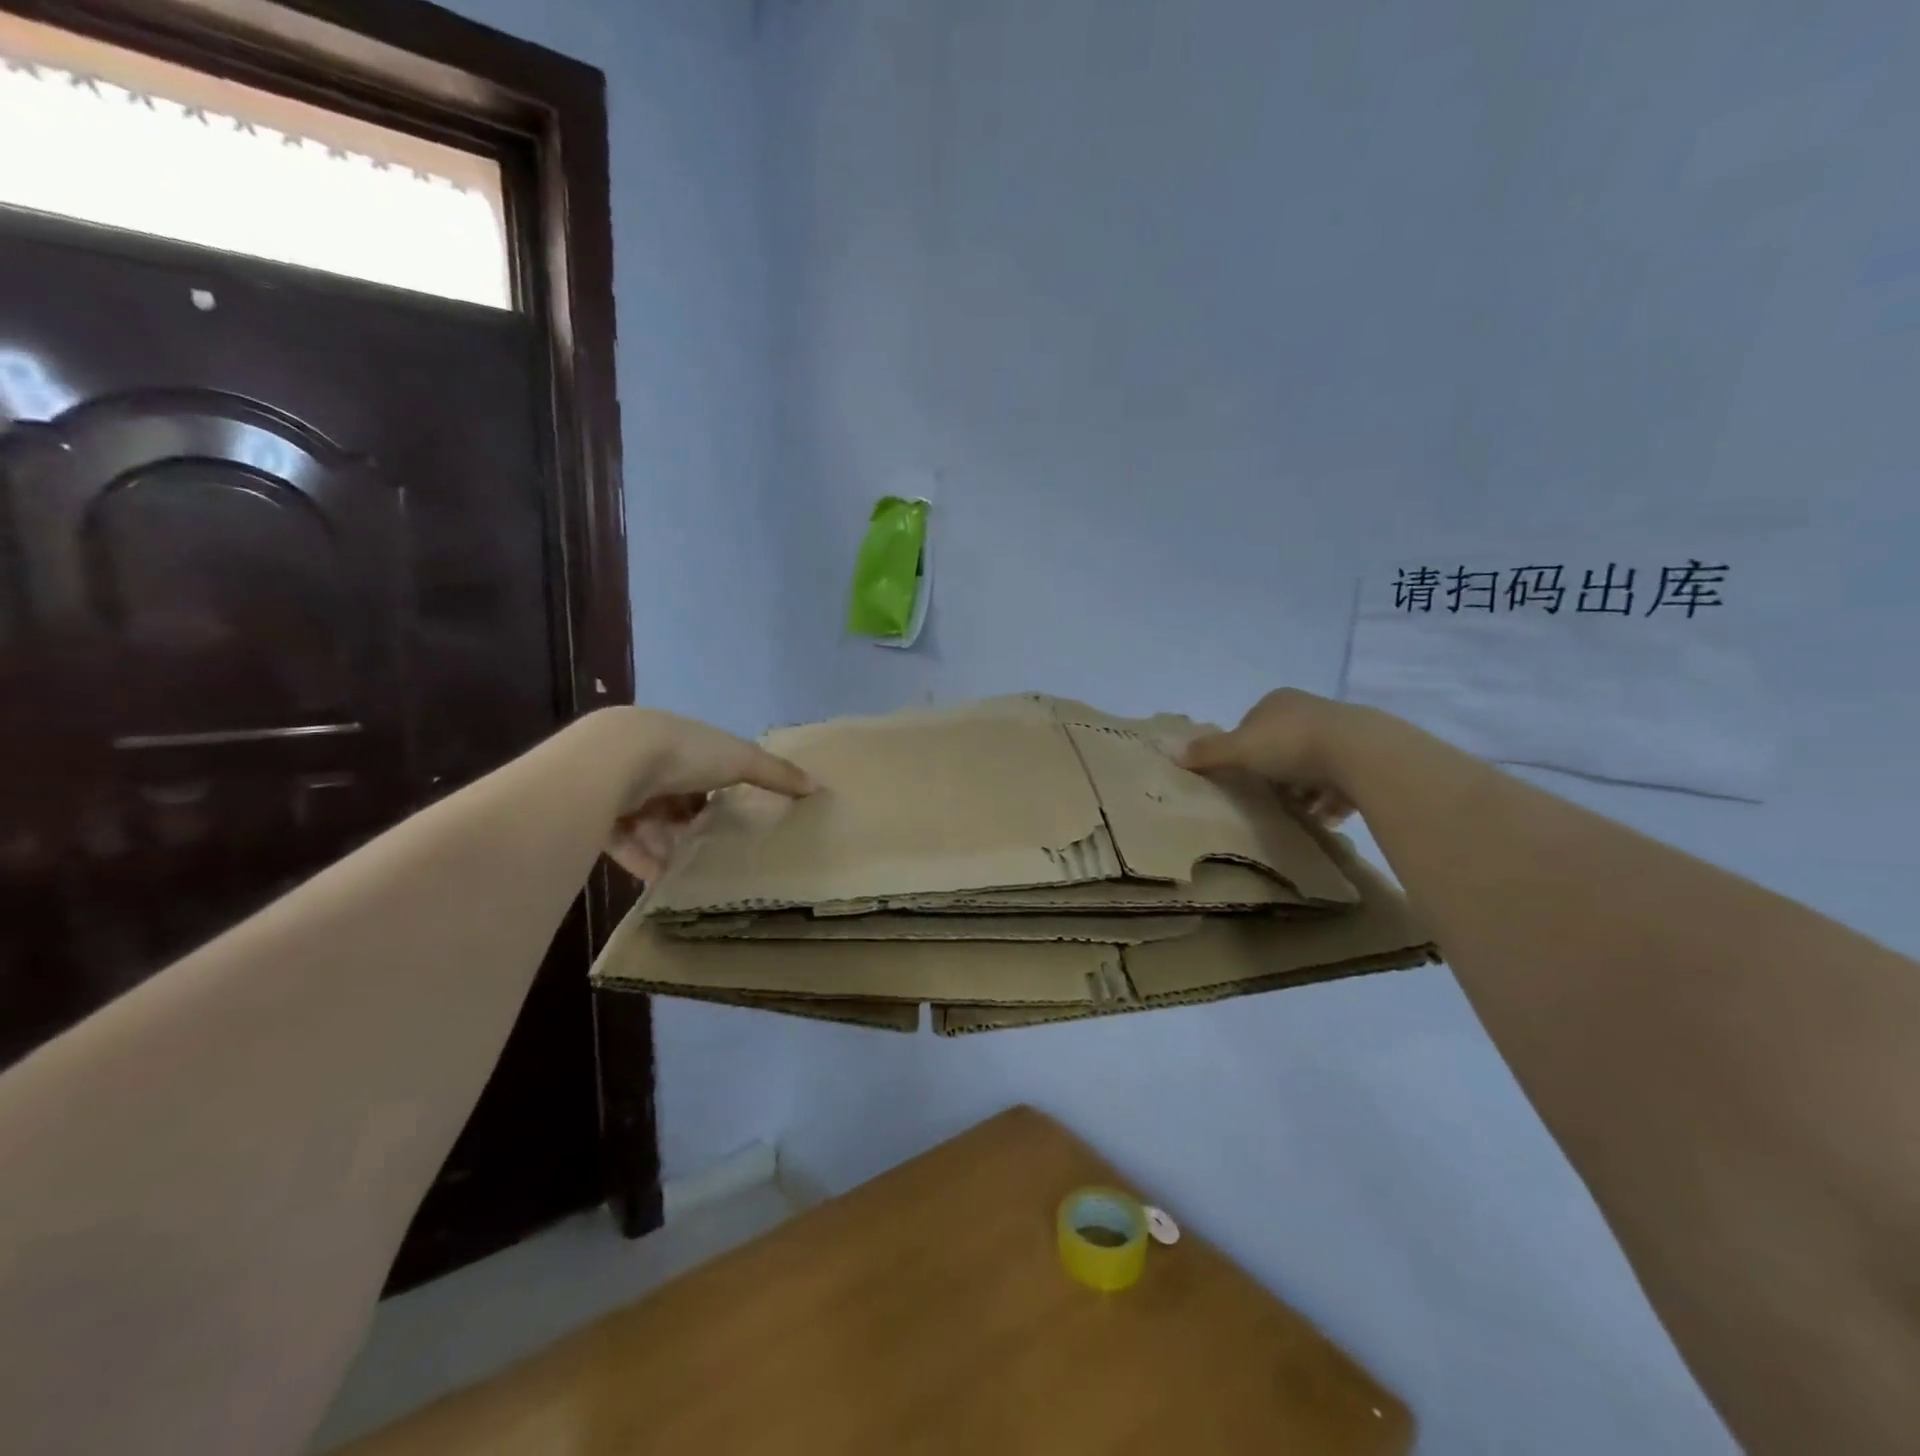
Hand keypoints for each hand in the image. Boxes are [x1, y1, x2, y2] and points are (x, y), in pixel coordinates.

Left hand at [597, 709, 814, 880]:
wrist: (613, 761)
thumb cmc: (685, 753)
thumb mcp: (740, 759)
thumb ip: (776, 774)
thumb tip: (818, 786)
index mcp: (680, 744)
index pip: (703, 771)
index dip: (718, 793)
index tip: (736, 818)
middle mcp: (648, 764)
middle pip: (676, 802)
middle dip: (694, 826)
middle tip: (718, 852)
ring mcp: (620, 791)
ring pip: (652, 827)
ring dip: (672, 849)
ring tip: (696, 876)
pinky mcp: (600, 819)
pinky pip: (628, 848)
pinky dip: (647, 865)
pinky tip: (666, 886)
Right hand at [1177, 688, 1361, 827]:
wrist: (1362, 753)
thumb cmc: (1292, 745)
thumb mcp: (1240, 749)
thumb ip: (1208, 753)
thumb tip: (1172, 753)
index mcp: (1277, 702)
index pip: (1251, 726)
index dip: (1243, 752)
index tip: (1242, 778)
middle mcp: (1310, 711)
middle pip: (1283, 747)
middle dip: (1276, 774)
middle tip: (1267, 800)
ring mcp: (1342, 732)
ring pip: (1314, 766)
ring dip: (1305, 791)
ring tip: (1297, 815)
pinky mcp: (1367, 757)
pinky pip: (1342, 783)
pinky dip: (1331, 801)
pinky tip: (1325, 819)